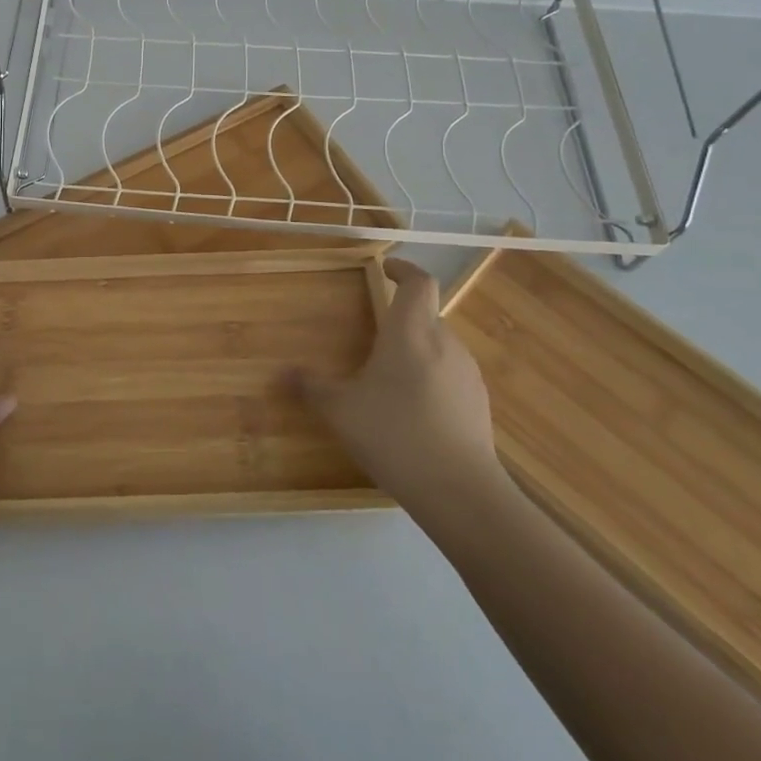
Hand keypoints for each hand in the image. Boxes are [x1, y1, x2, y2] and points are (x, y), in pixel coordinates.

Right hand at [291, 257, 509, 531]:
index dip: (404, 269)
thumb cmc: (395, 435)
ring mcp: (467, 374)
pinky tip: (414, 410)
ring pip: (439, 347)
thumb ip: (312, 388)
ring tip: (390, 377)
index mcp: (411, 332)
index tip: (386, 267)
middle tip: (374, 335)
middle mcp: (444, 343)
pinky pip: (451, 375)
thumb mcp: (341, 411)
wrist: (461, 492)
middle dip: (401, 319)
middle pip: (426, 315)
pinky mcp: (479, 403)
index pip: (419, 283)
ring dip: (417, 350)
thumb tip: (281, 374)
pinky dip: (432, 378)